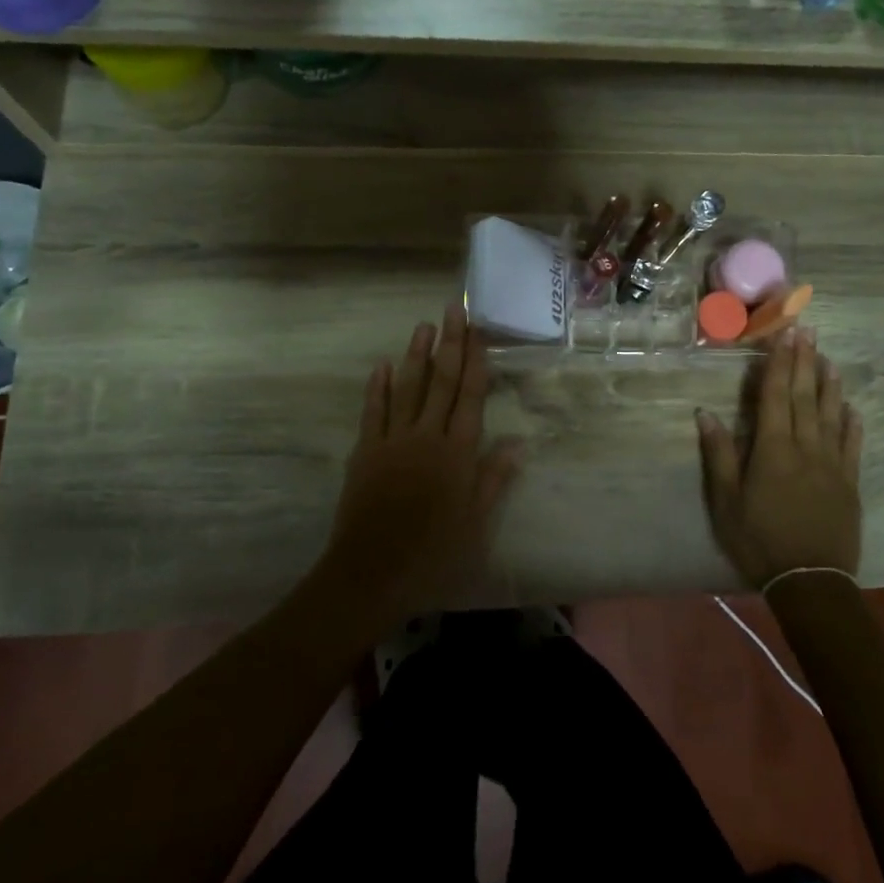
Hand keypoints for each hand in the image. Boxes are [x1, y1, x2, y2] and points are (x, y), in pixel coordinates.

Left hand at [318, 304, 520, 629]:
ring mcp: (393, 440)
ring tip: (423, 326)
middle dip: (449, 344)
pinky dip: (377, 387)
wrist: (372, 572)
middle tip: (453, 310)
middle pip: (441, 382)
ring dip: (416, 355)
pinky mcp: (365, 451)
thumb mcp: (476, 524)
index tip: (478, 331)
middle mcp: (427, 436)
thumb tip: (518, 444)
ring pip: (407, 388)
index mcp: (458, 453)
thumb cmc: (433, 554)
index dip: (476, 361)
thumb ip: (494, 480)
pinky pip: (373, 411)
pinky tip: (382, 365)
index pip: (471, 396)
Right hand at [697, 328, 864, 587]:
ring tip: (829, 358)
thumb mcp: (725, 501)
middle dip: (804, 361)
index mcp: (772, 449)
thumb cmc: (759, 539)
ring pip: (831, 415)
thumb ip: (718, 455)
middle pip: (804, 396)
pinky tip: (852, 408)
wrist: (810, 580)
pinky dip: (852, 424)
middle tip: (808, 330)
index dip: (778, 363)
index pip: (775, 396)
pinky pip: (852, 445)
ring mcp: (832, 464)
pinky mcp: (849, 483)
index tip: (784, 335)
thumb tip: (705, 413)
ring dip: (829, 384)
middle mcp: (805, 447)